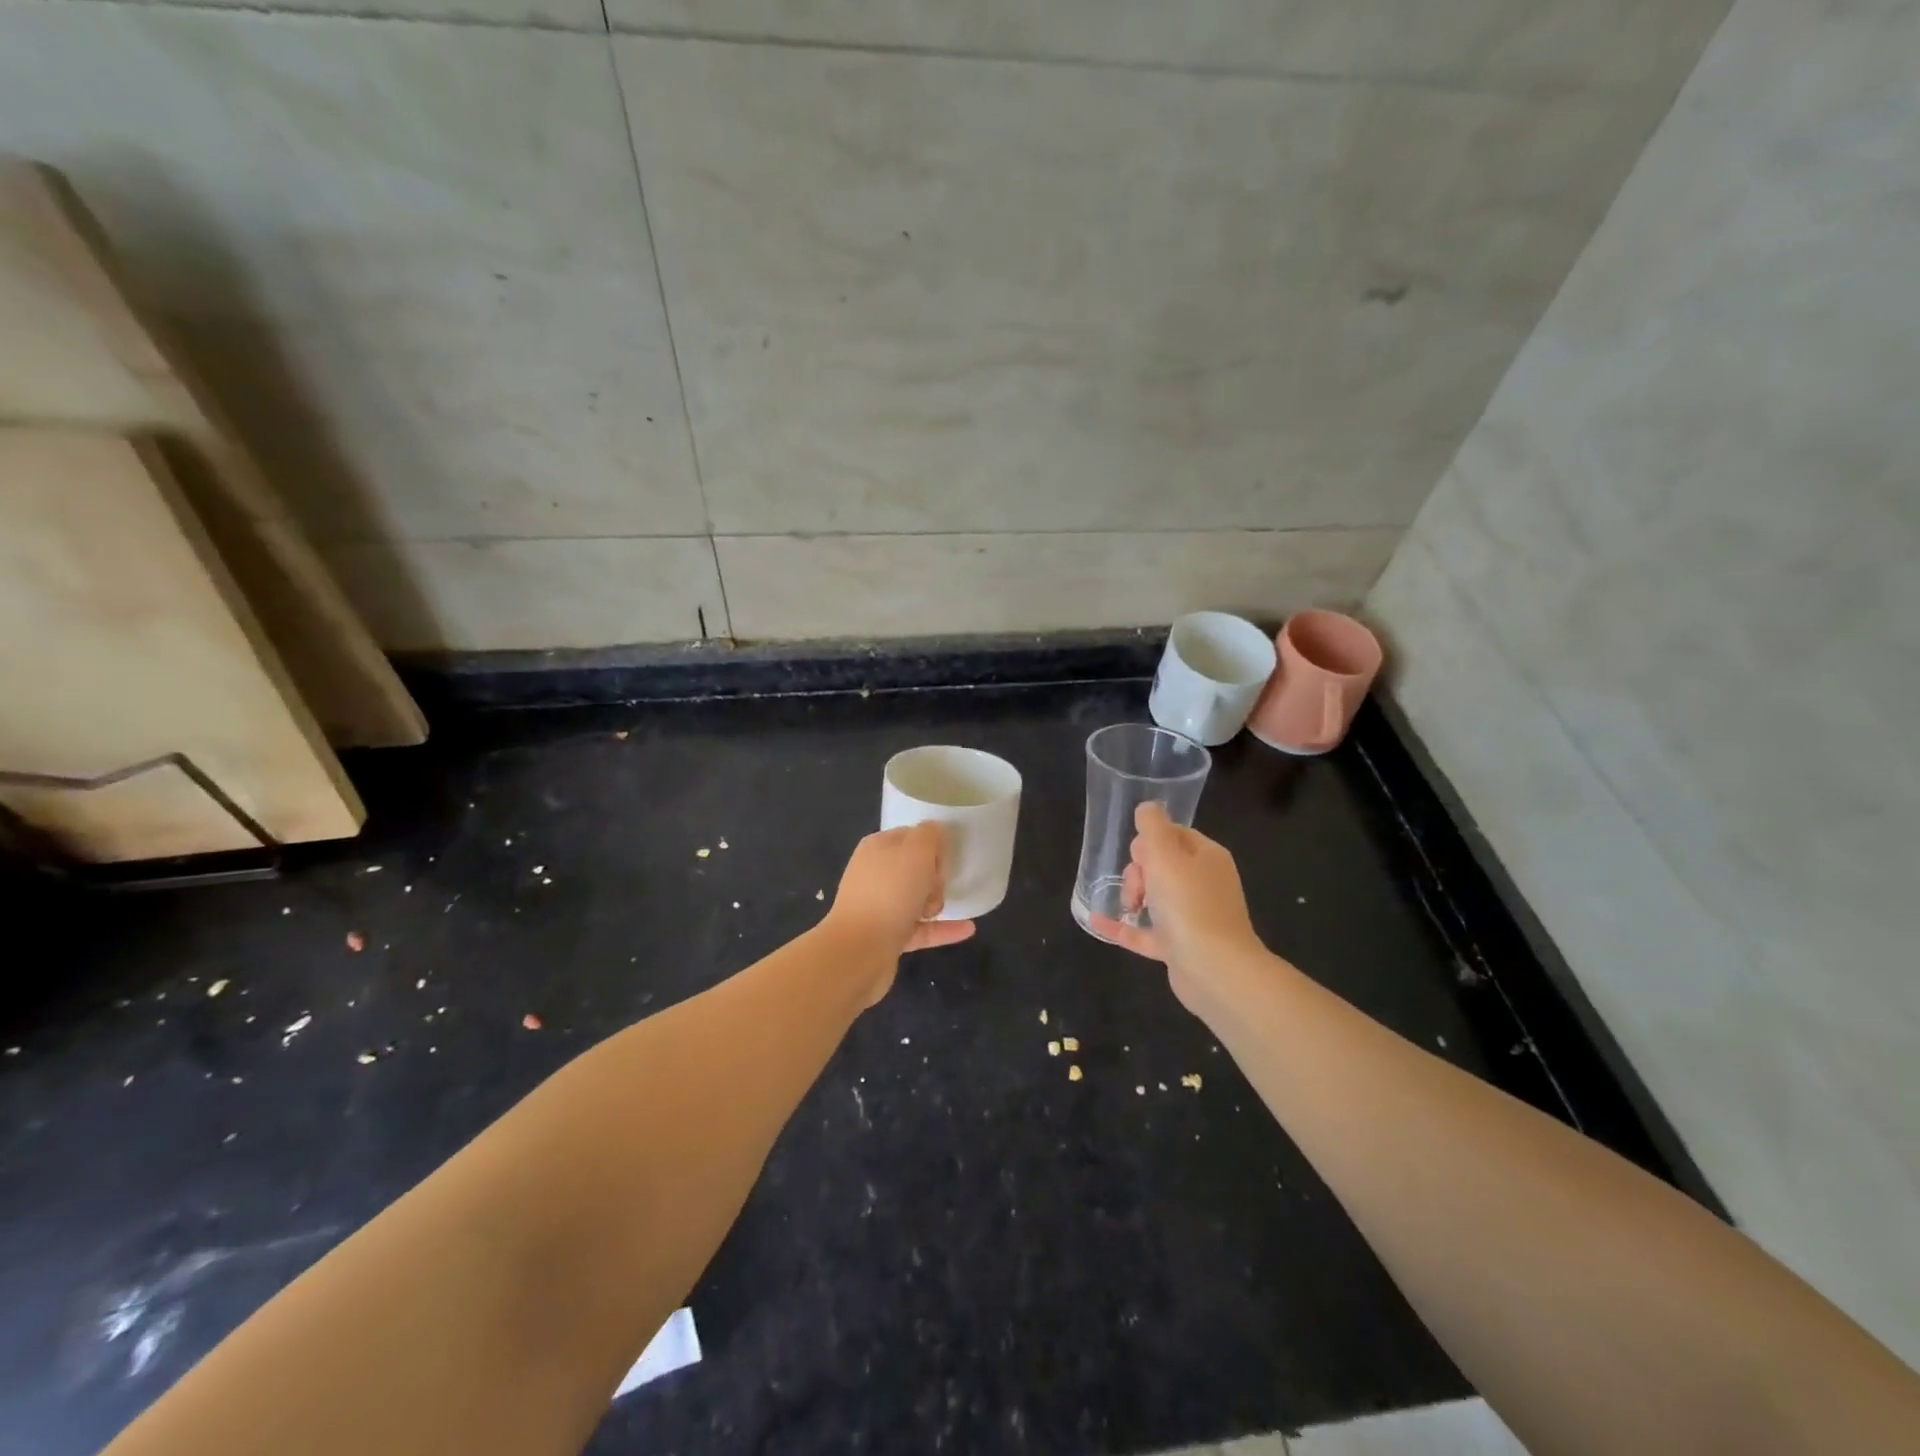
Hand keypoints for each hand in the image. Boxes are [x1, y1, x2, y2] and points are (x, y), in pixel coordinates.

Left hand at [824, 823, 975, 983]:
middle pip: (916, 868)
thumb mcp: (916, 851)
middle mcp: (875, 874)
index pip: (911, 836)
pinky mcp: (887, 936)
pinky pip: (921, 928)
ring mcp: (879, 906)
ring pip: (918, 898)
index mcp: (877, 847)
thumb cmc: (890, 892)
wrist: (860, 950)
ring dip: (936, 902)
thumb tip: (934, 832)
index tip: (945, 858)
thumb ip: (929, 835)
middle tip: (936, 886)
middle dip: (935, 877)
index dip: (932, 845)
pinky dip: (942, 929)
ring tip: (938, 910)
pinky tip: (968, 929)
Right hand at [1090, 802, 1261, 996]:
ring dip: (1132, 897)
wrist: (1215, 970)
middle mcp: (1203, 884)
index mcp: (1207, 858)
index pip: (1174, 834)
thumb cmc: (1190, 905)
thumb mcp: (1166, 855)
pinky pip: (1144, 931)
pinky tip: (1097, 922)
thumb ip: (1152, 826)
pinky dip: (1123, 926)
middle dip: (1138, 871)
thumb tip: (1147, 808)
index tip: (1140, 855)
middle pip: (1160, 865)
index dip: (1150, 840)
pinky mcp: (1179, 947)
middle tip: (1138, 887)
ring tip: (1129, 908)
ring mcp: (1192, 917)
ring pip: (1152, 897)